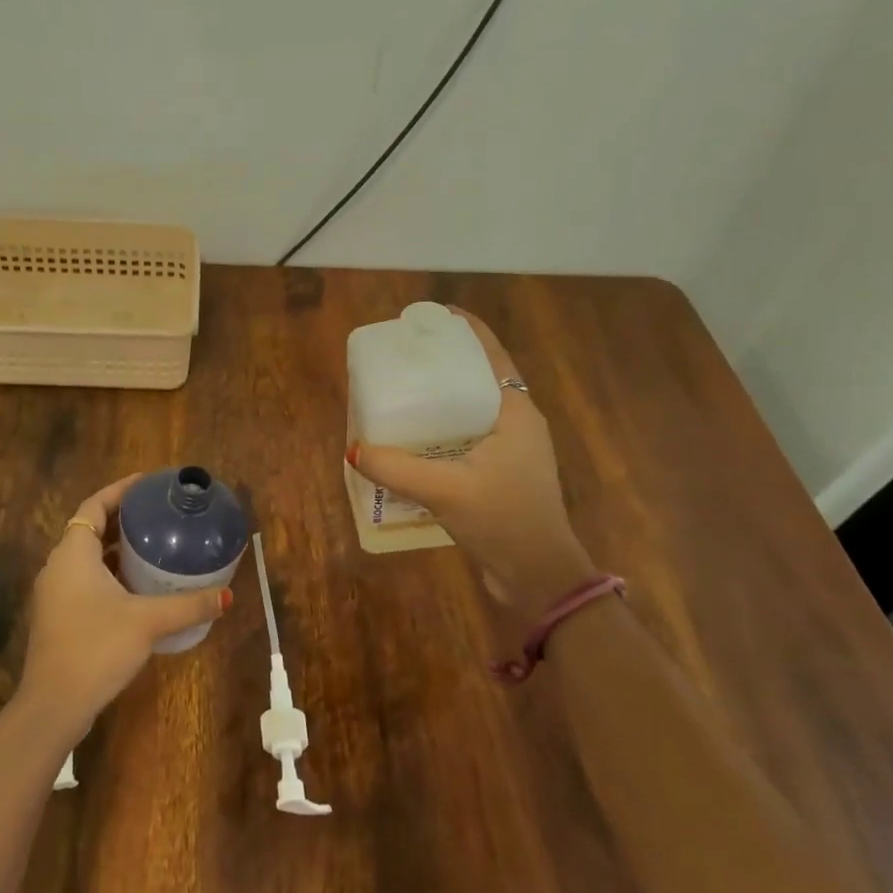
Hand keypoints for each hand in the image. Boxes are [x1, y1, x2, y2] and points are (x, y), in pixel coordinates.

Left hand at [17, 474, 231, 740]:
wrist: (54, 705)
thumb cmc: (96, 648)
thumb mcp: (148, 622)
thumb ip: (188, 605)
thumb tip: (226, 596)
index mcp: (73, 554)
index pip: (94, 506)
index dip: (119, 491)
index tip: (147, 483)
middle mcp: (58, 567)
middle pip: (89, 530)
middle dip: (121, 520)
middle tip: (157, 515)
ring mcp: (55, 594)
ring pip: (86, 559)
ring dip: (115, 550)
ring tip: (152, 547)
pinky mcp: (58, 618)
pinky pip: (85, 581)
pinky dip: (109, 575)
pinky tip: (137, 589)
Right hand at [348, 308, 593, 611]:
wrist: (539, 576)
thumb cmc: (503, 520)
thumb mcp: (445, 490)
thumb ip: (396, 469)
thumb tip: (354, 449)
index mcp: (516, 412)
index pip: (493, 355)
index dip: (466, 330)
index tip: (431, 317)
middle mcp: (517, 424)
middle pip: (480, 378)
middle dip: (445, 363)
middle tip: (405, 357)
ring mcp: (512, 451)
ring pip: (473, 410)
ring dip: (443, 399)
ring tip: (403, 394)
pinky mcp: (501, 475)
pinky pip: (468, 438)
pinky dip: (443, 431)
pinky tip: (413, 442)